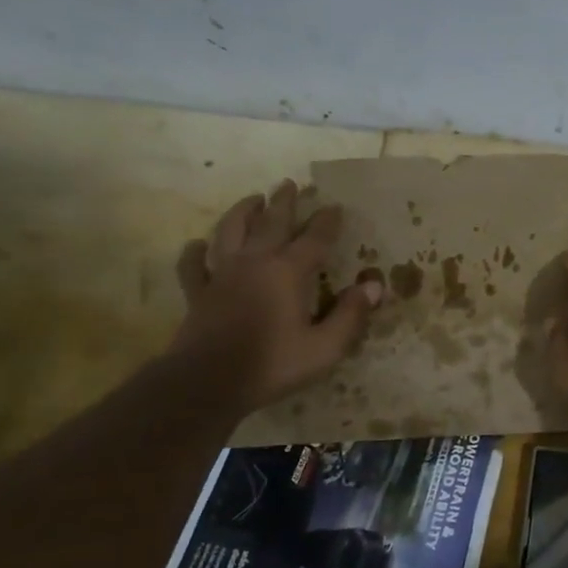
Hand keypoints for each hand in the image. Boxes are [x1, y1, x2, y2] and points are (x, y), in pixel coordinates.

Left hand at [170, 181, 380, 411]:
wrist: (207, 384)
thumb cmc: (272, 364)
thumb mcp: (325, 347)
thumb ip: (350, 315)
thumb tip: (373, 286)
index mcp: (288, 272)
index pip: (314, 238)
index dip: (327, 221)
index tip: (335, 206)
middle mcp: (255, 262)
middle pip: (270, 222)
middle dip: (284, 202)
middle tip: (289, 183)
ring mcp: (222, 275)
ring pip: (230, 232)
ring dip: (242, 212)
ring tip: (252, 199)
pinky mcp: (198, 293)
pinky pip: (194, 265)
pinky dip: (196, 252)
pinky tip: (198, 245)